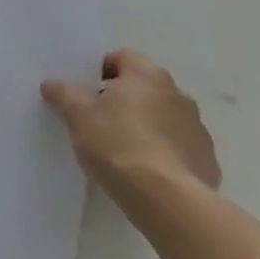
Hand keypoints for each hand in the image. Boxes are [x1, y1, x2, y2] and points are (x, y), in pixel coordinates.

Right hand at [41, 51, 220, 210]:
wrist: (169, 201)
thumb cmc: (117, 146)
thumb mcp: (77, 117)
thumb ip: (64, 95)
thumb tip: (51, 84)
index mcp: (146, 75)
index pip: (121, 57)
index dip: (101, 71)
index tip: (87, 93)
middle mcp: (177, 94)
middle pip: (144, 87)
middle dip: (124, 99)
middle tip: (100, 120)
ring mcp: (197, 128)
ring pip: (163, 117)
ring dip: (146, 125)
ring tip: (123, 150)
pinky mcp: (208, 161)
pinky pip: (179, 147)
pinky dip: (164, 152)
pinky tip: (146, 172)